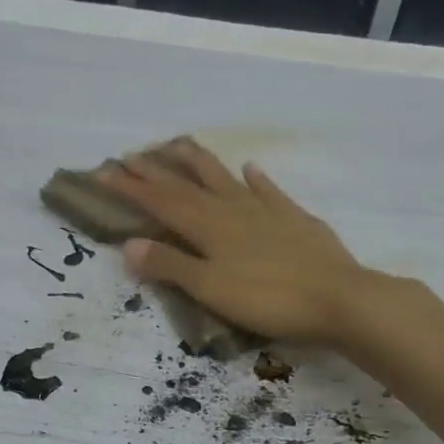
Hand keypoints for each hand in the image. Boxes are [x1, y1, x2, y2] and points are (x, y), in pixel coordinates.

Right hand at [99, 138, 380, 346]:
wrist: (337, 297)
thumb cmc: (268, 299)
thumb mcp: (210, 289)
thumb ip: (170, 266)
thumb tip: (129, 246)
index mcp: (208, 227)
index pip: (161, 203)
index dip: (132, 188)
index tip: (105, 172)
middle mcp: (232, 209)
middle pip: (187, 185)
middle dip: (156, 171)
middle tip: (130, 155)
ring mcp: (265, 210)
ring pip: (224, 179)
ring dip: (199, 162)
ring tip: (179, 144)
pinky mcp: (294, 219)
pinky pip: (269, 191)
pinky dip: (255, 179)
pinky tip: (250, 169)